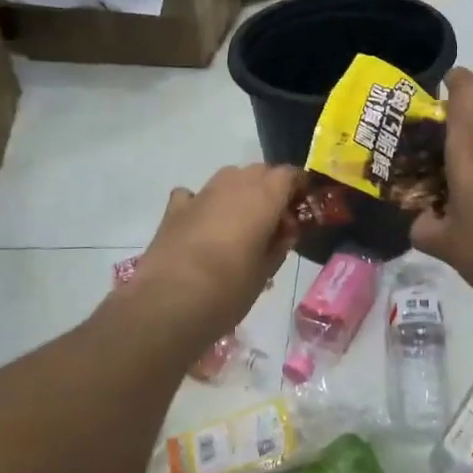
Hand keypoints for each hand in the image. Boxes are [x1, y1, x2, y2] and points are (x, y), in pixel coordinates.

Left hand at [121, 164, 299, 343]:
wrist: (170, 302)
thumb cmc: (229, 289)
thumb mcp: (266, 272)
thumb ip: (279, 244)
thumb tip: (285, 230)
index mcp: (263, 197)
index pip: (289, 174)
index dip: (299, 185)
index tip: (303, 204)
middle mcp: (233, 185)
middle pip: (259, 171)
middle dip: (270, 188)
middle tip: (275, 218)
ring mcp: (201, 194)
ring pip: (229, 177)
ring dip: (240, 192)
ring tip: (242, 222)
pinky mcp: (175, 209)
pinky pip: (195, 195)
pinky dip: (203, 203)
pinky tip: (203, 223)